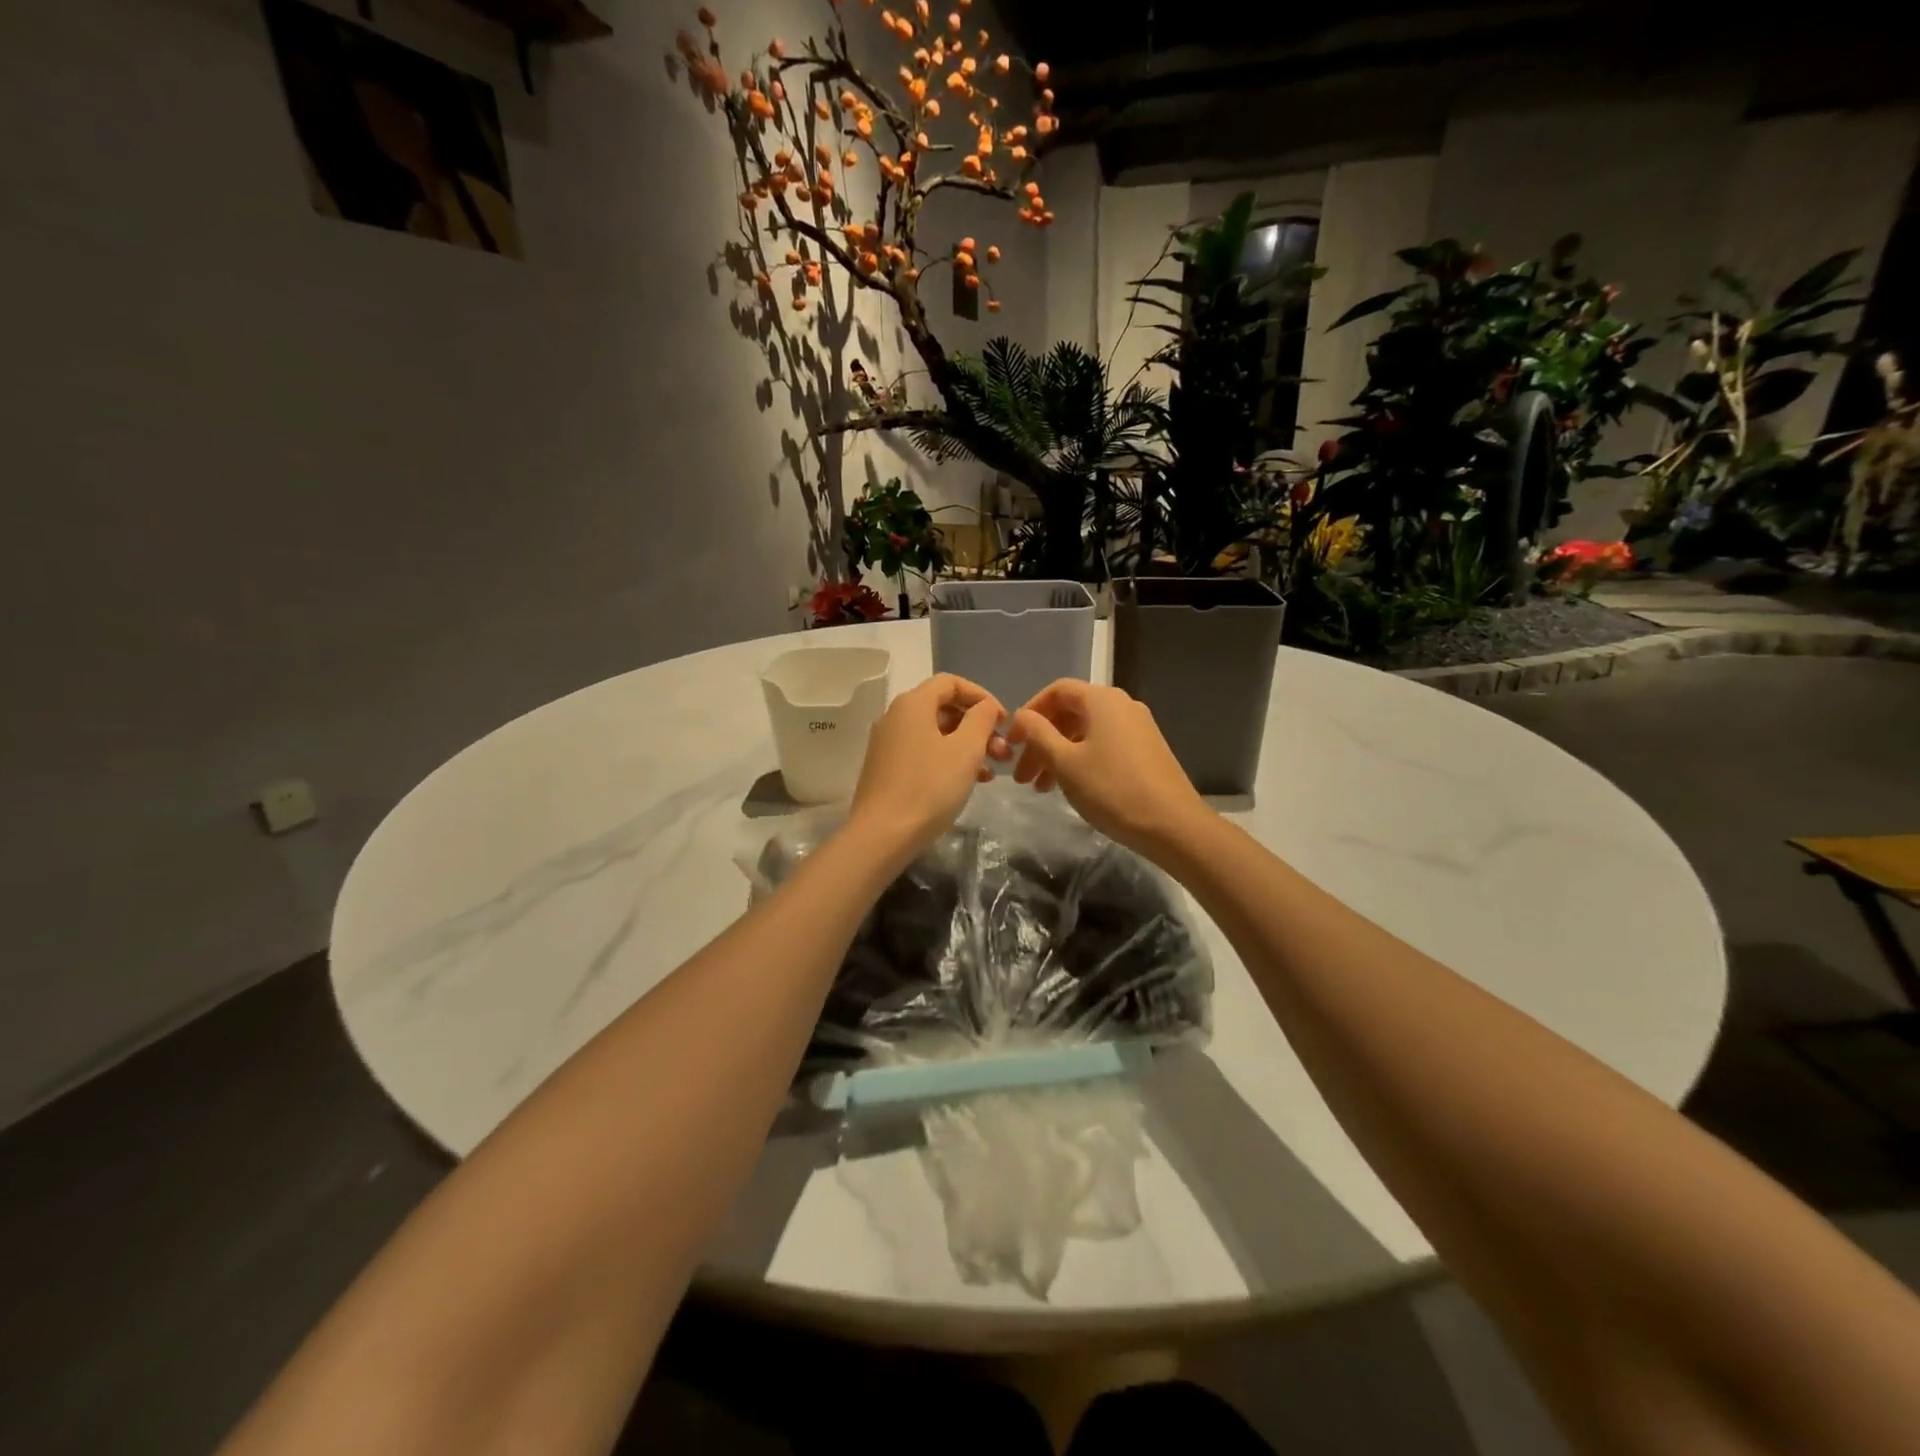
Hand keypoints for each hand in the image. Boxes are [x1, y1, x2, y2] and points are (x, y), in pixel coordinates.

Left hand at [849, 673, 1009, 854]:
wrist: (882, 835)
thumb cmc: (929, 788)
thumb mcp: (966, 750)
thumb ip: (981, 719)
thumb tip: (985, 706)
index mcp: (912, 704)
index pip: (951, 682)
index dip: (982, 696)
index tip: (1003, 721)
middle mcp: (895, 717)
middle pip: (943, 708)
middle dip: (978, 727)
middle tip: (1003, 752)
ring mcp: (888, 744)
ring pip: (935, 733)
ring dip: (967, 746)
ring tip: (990, 773)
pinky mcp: (886, 768)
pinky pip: (923, 752)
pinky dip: (948, 759)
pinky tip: (966, 782)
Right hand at [1008, 680, 1210, 856]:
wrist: (1172, 825)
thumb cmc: (1112, 789)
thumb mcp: (1065, 763)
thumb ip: (1038, 734)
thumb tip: (1023, 717)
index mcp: (1102, 700)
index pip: (1057, 691)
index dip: (1029, 713)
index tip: (1012, 743)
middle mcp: (1122, 705)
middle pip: (1070, 713)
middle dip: (1040, 742)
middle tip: (1022, 776)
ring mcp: (1138, 728)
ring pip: (1085, 733)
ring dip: (1058, 755)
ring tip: (1041, 789)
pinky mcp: (1146, 751)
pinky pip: (1103, 746)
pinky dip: (1080, 761)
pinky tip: (1071, 788)